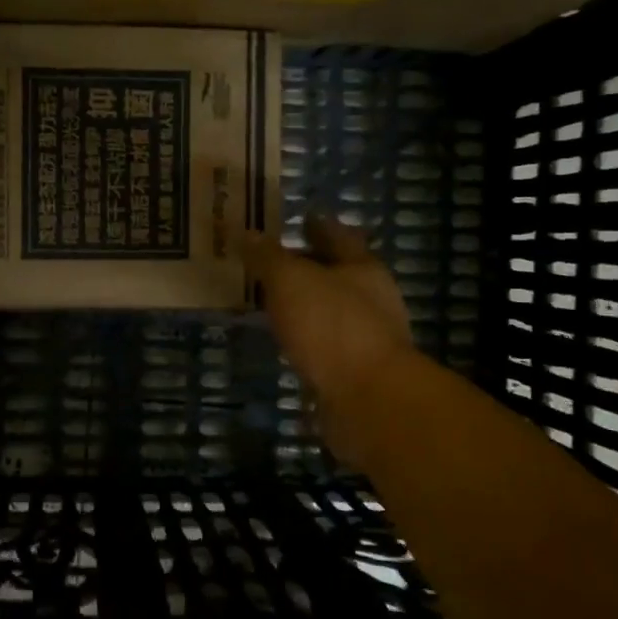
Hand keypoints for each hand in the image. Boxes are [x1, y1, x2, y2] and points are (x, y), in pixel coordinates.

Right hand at [243, 217, 412, 468]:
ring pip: (329, 311)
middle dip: (308, 266)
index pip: (338, 236)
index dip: (318, 225)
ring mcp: (365, 338)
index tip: (300, 218)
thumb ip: (268, 257)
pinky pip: (323, 345)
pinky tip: (285, 341)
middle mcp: (370, 299)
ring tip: (271, 301)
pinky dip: (304, 338)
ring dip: (304, 305)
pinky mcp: (354, 372)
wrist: (369, 400)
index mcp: (362, 268)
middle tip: (271, 261)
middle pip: (336, 274)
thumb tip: (246, 233)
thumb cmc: (332, 327)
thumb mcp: (291, 281)